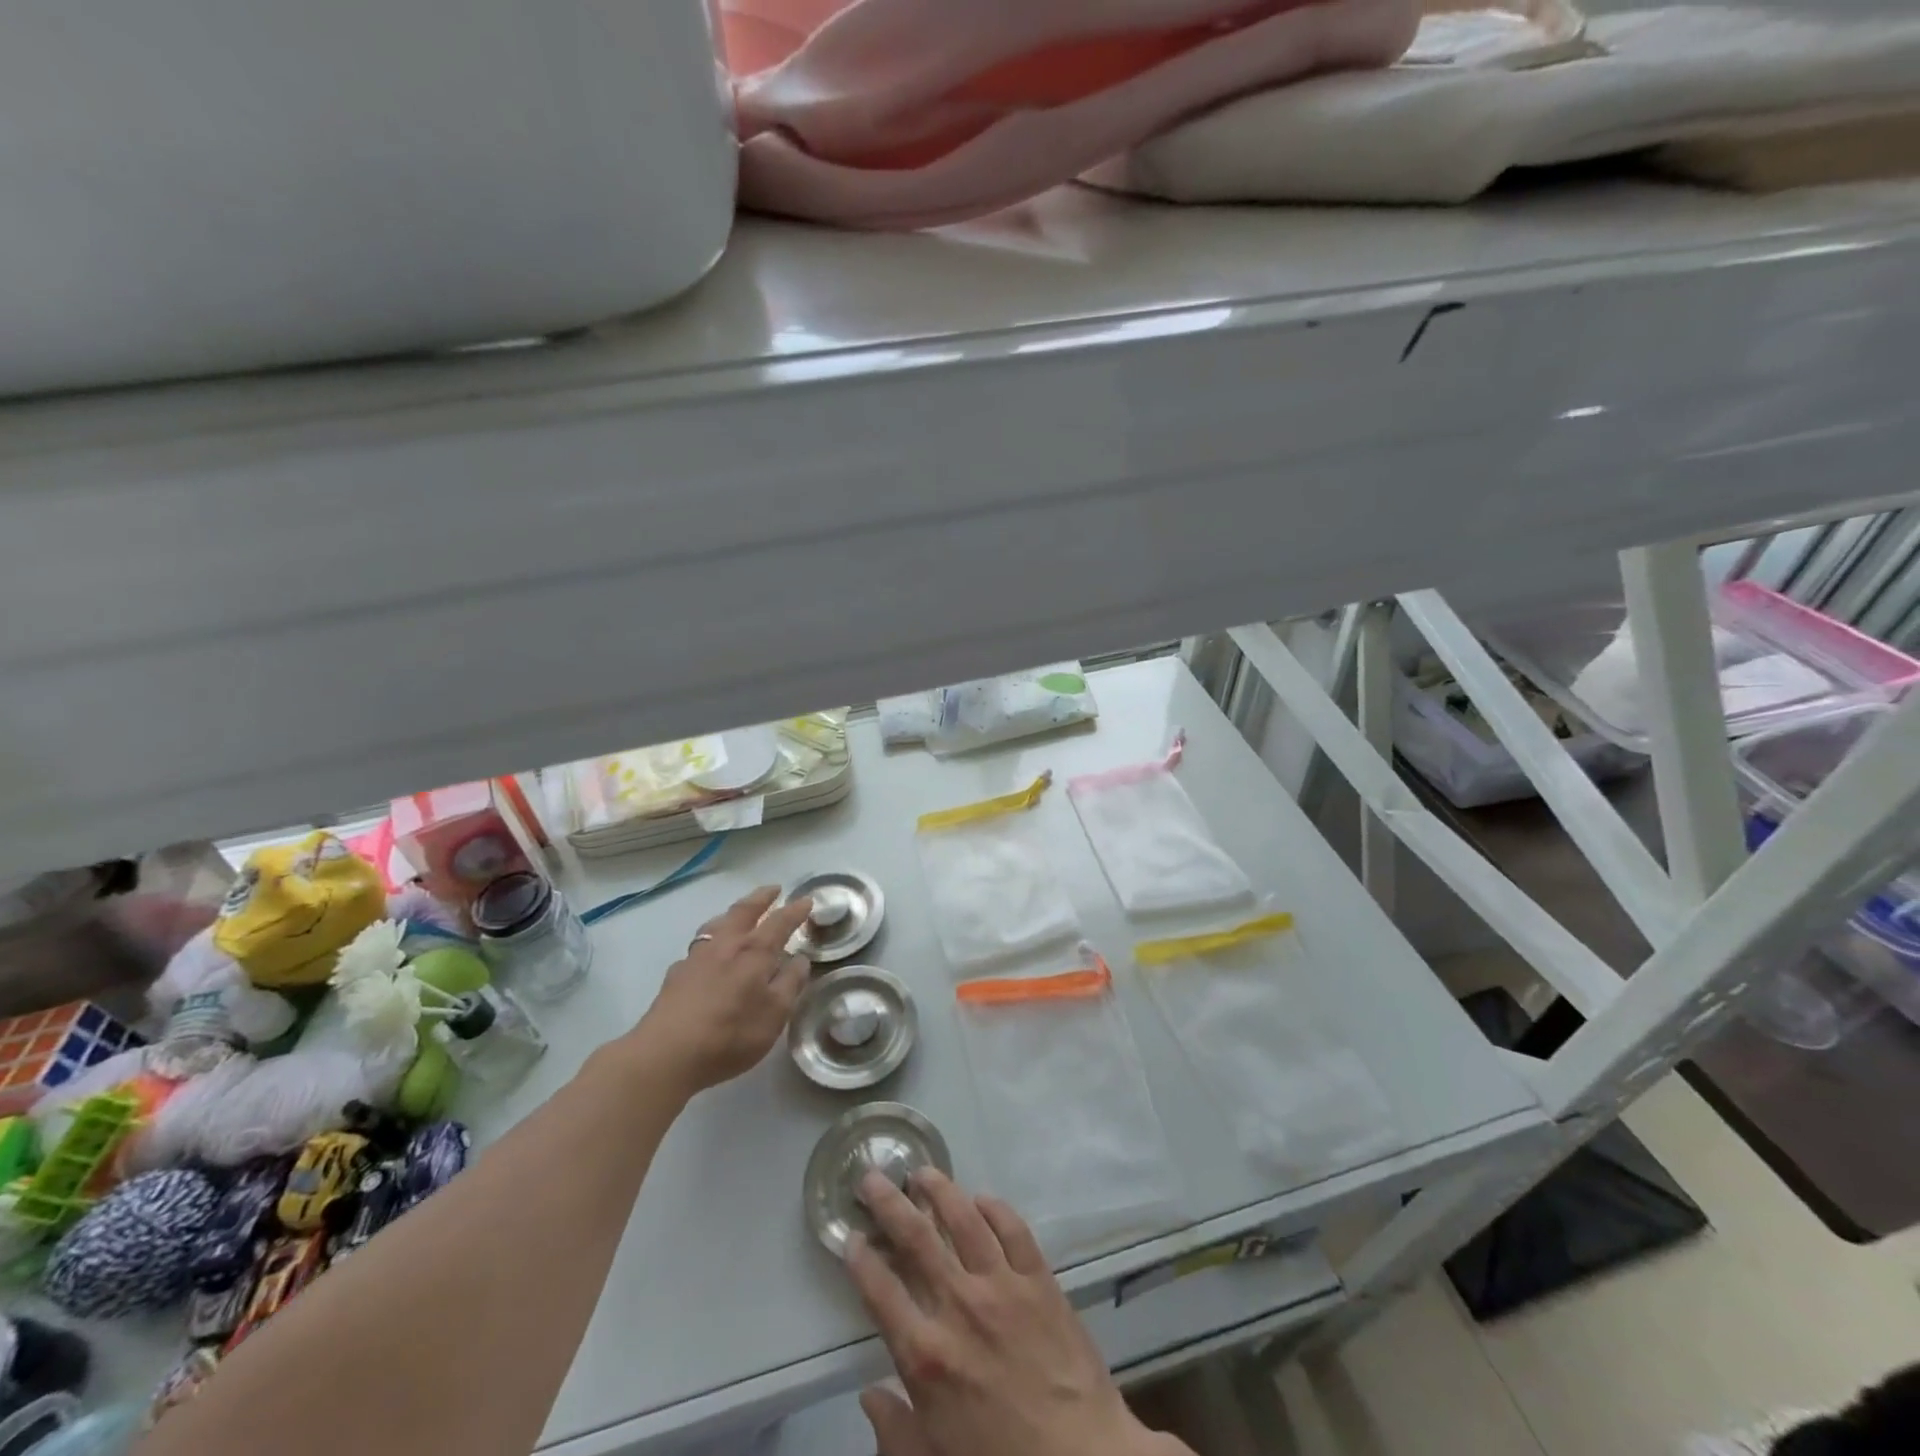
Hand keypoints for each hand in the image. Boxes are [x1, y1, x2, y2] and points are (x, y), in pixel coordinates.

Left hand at [628, 886, 813, 1096]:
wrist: (666, 1055)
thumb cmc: (730, 1034)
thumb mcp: (774, 1015)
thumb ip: (790, 983)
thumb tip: (800, 959)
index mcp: (754, 952)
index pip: (779, 922)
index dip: (795, 911)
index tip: (807, 900)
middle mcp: (725, 945)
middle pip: (744, 911)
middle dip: (761, 898)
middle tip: (774, 889)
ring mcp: (696, 957)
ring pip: (717, 924)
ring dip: (733, 914)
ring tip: (740, 914)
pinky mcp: (676, 974)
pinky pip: (699, 947)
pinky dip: (711, 941)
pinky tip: (710, 955)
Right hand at [846, 1170, 1185, 1455]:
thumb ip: (897, 1433)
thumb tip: (870, 1396)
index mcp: (927, 1357)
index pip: (881, 1293)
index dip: (861, 1260)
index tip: (850, 1236)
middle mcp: (958, 1307)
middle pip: (916, 1239)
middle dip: (888, 1203)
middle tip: (872, 1176)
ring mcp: (1002, 1286)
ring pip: (964, 1219)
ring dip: (940, 1190)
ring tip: (923, 1173)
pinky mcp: (1039, 1279)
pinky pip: (1013, 1229)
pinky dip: (994, 1208)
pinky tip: (982, 1199)